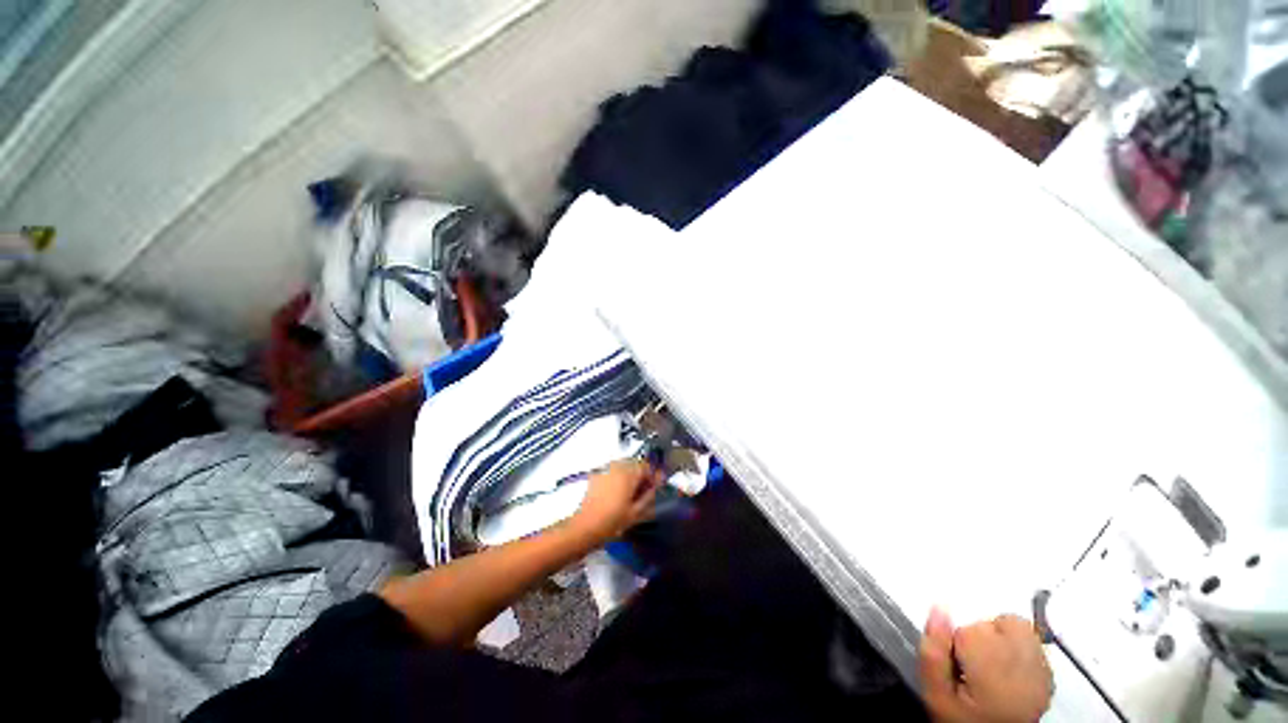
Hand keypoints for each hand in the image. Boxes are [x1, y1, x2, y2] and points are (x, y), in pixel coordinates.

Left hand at [569, 460, 663, 543]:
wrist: (585, 527)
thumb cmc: (613, 521)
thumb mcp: (636, 512)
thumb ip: (650, 495)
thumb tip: (658, 485)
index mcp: (629, 473)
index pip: (647, 466)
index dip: (653, 477)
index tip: (654, 489)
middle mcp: (617, 466)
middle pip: (635, 464)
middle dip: (641, 475)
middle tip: (643, 493)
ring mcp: (605, 469)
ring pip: (623, 467)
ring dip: (630, 476)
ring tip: (630, 494)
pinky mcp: (596, 475)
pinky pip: (612, 471)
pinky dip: (618, 478)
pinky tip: (617, 494)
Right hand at [920, 609, 1053, 722]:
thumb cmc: (960, 718)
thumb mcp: (935, 693)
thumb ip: (932, 651)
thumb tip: (939, 607)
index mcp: (993, 674)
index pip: (968, 629)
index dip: (953, 642)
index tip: (954, 665)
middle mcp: (1024, 670)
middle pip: (994, 623)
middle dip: (976, 635)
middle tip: (970, 665)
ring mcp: (1041, 674)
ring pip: (1017, 627)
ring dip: (998, 635)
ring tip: (988, 661)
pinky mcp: (1049, 678)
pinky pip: (1033, 643)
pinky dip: (1017, 647)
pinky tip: (1007, 669)